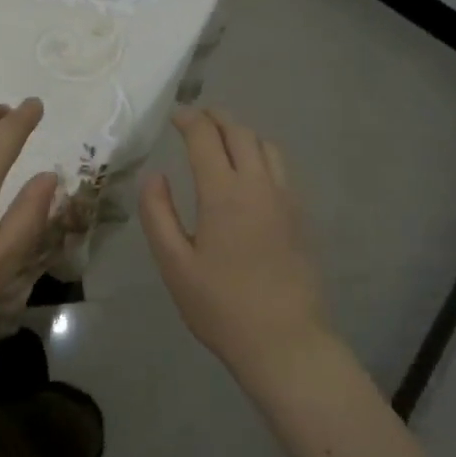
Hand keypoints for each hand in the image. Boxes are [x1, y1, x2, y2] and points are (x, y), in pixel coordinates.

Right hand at [139, 108, 332, 385]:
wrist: (285, 342)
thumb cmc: (221, 306)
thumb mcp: (174, 264)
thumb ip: (158, 214)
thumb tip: (154, 176)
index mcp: (224, 193)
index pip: (206, 137)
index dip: (189, 119)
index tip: (174, 115)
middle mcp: (259, 186)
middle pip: (240, 133)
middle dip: (216, 118)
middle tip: (196, 117)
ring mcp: (286, 199)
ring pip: (266, 146)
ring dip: (242, 133)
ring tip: (222, 140)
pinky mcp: (301, 217)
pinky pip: (281, 168)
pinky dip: (260, 154)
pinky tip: (249, 173)